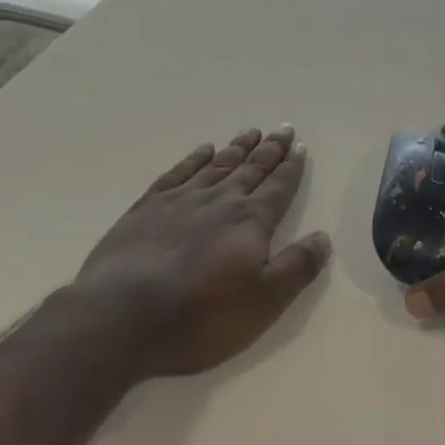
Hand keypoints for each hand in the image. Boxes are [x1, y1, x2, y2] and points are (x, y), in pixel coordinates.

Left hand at [74, 126, 331, 377]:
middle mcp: (220, 200)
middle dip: (270, 149)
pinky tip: (203, 150)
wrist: (120, 316)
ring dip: (238, 148)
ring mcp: (181, 200)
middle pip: (252, 168)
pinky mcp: (148, 207)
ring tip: (251, 132)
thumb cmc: (199, 316)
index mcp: (251, 221)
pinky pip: (179, 172)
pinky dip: (194, 159)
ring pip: (218, 165)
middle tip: (283, 128)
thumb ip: (296, 267)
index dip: (291, 167)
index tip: (300, 146)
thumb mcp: (263, 302)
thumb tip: (324, 236)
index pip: (278, 187)